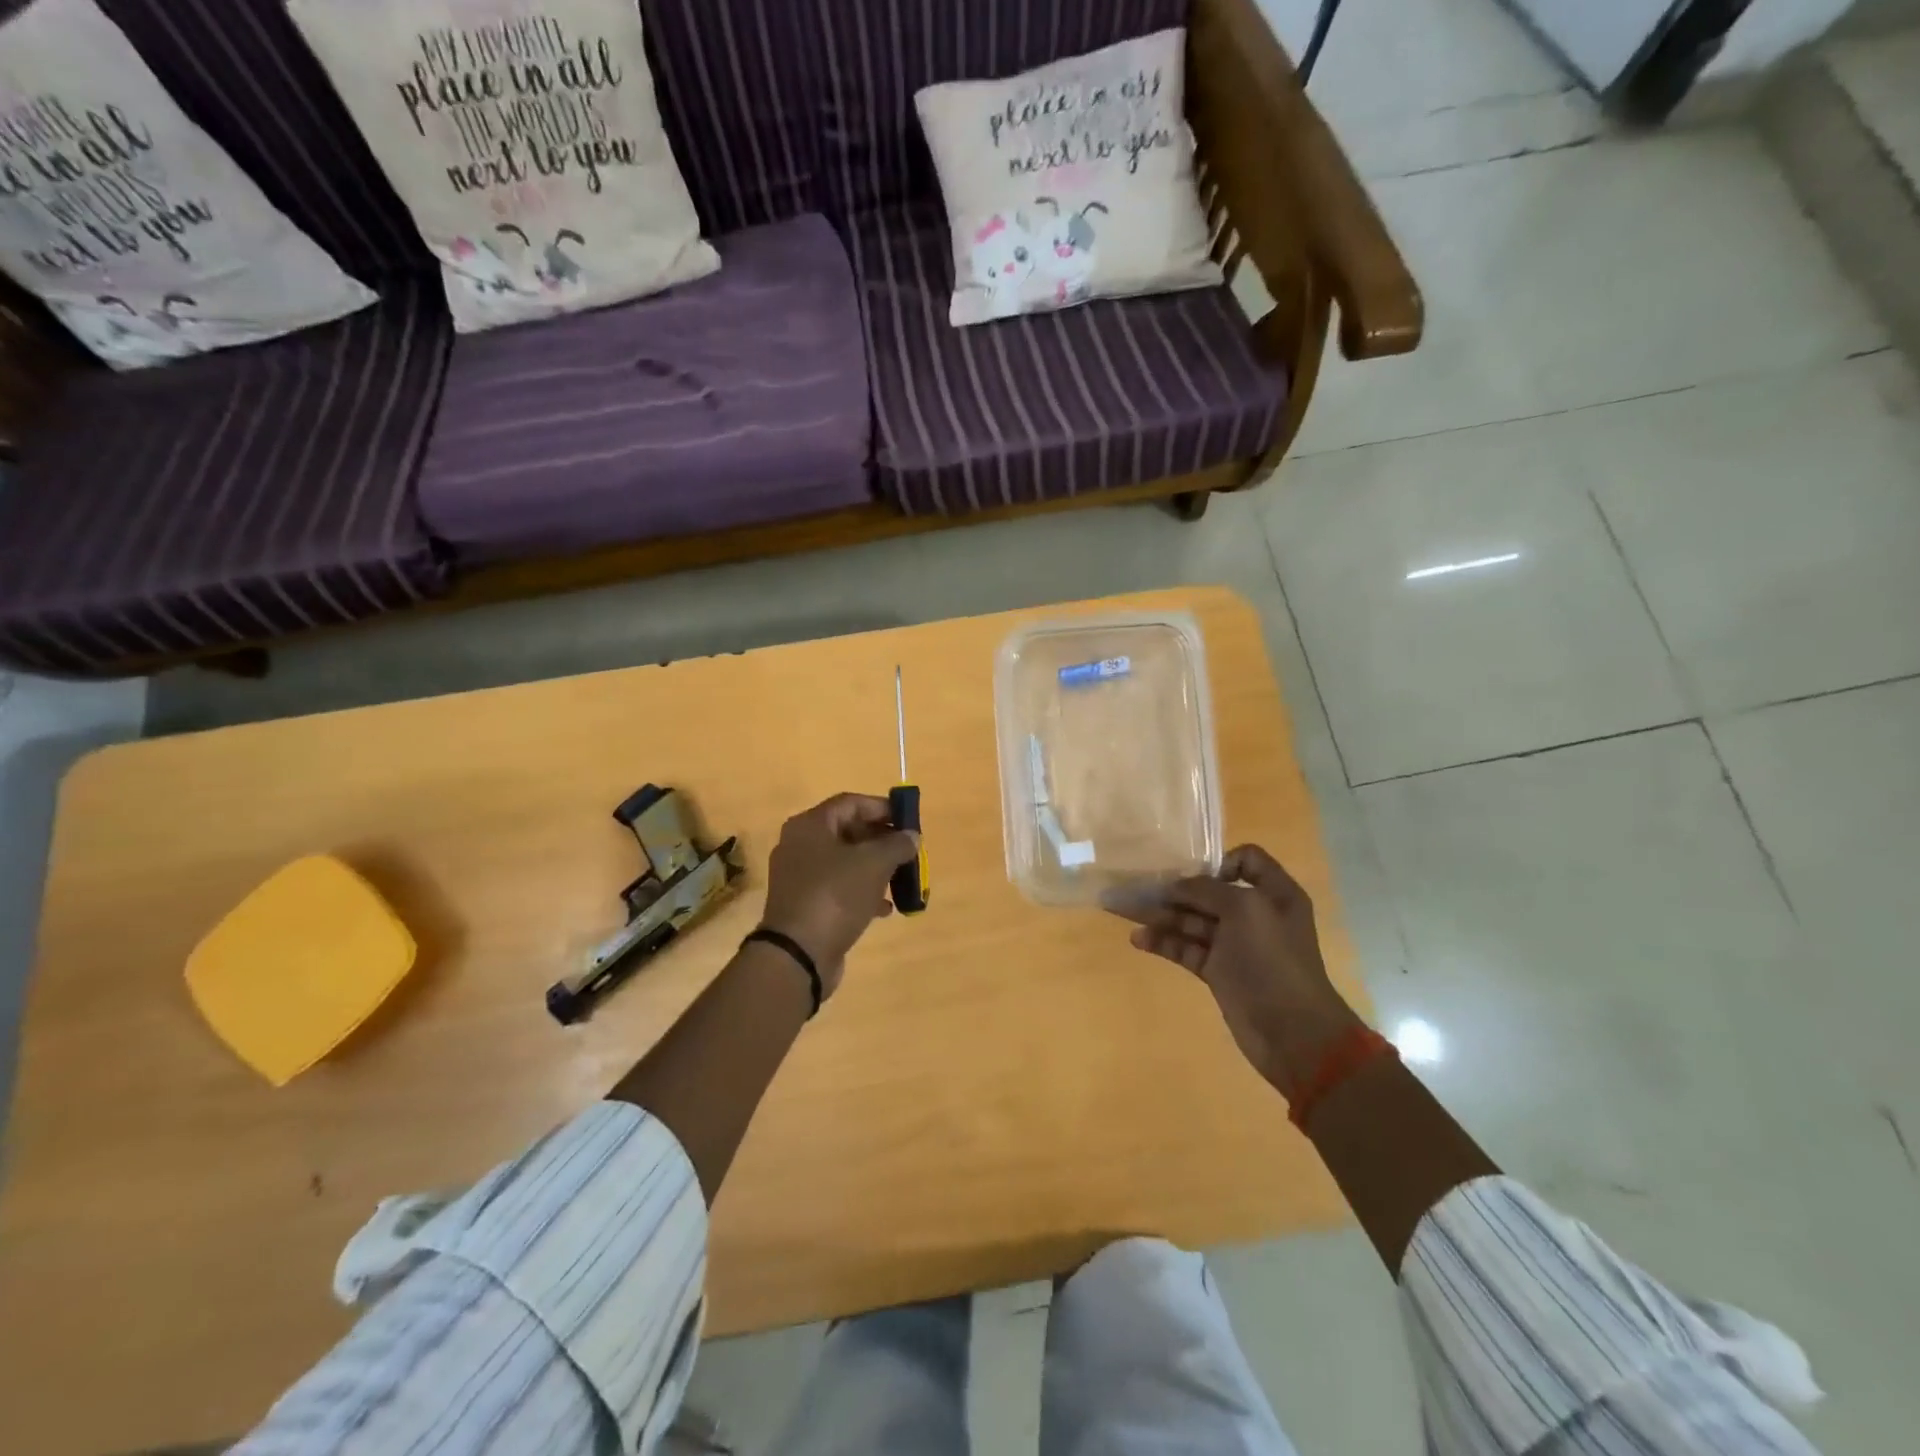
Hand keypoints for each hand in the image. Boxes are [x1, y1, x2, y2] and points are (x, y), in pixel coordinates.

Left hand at [759, 793, 918, 999]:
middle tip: (907, 850)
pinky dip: (862, 892)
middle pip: (847, 831)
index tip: (908, 820)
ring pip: (845, 862)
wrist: (798, 955)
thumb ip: (897, 844)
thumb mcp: (874, 864)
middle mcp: (800, 846)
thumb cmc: (835, 895)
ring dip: (875, 868)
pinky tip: (885, 907)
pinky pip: (839, 889)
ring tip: (901, 878)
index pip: (850, 803)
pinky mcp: (805, 905)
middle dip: (881, 840)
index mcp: (810, 826)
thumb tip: (911, 836)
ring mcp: (800, 877)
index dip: (881, 808)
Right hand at [1112, 845, 1361, 1098]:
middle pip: (1209, 891)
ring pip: (1192, 921)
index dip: (1219, 861)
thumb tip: (1177, 886)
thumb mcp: (1244, 910)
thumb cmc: (1273, 960)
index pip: (1246, 860)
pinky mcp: (1218, 971)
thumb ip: (1207, 889)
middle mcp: (1255, 914)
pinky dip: (1164, 943)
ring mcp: (1235, 945)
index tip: (1194, 873)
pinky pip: (1186, 949)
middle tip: (1136, 886)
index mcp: (1274, 893)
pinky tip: (1139, 940)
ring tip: (1124, 911)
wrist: (1292, 1032)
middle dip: (1174, 889)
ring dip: (1161, 915)